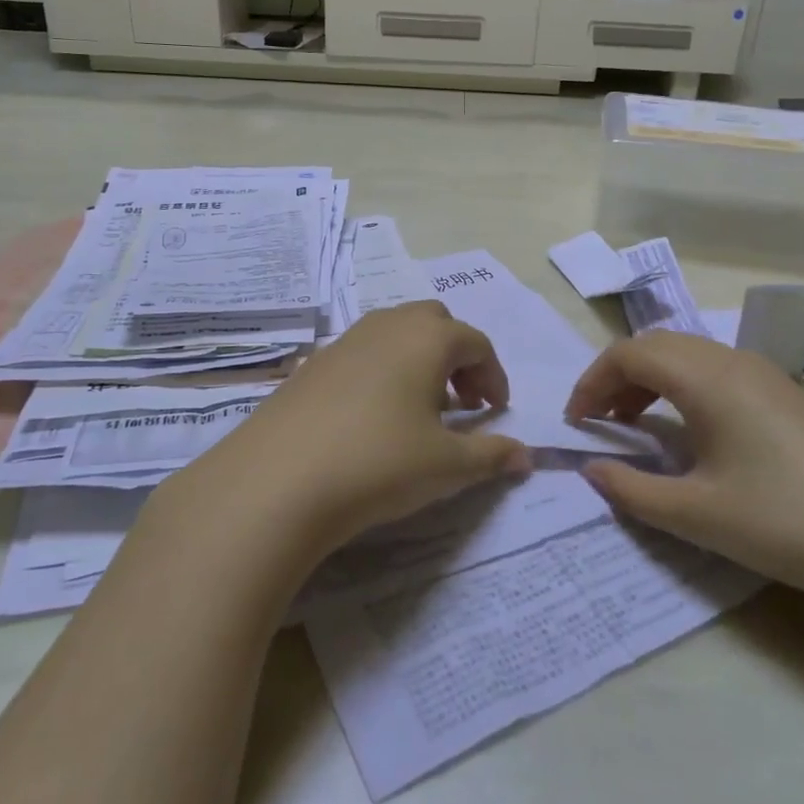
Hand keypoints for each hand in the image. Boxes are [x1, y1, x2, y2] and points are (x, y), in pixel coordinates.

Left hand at [171, 302, 530, 558]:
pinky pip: (361, 354)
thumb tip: (526, 457)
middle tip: (463, 404)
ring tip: (419, 411)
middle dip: (457, 358)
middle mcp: (387, 326)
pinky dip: (382, 372)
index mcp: (427, 338)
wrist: (278, 480)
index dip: (494, 376)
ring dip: (419, 362)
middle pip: (435, 323)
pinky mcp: (312, 364)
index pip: (476, 343)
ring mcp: (344, 341)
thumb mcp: (447, 466)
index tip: (496, 413)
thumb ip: (492, 456)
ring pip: (395, 334)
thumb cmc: (379, 462)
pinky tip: (372, 419)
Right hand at [567, 332, 803, 611]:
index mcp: (706, 377)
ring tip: (636, 425)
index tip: (575, 423)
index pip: (629, 353)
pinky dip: (684, 388)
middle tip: (599, 421)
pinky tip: (691, 433)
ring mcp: (765, 375)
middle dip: (617, 376)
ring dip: (651, 380)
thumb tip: (592, 469)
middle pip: (657, 345)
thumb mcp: (698, 514)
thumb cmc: (787, 522)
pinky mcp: (787, 397)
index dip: (592, 381)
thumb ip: (632, 490)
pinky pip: (717, 372)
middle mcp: (732, 361)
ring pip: (688, 355)